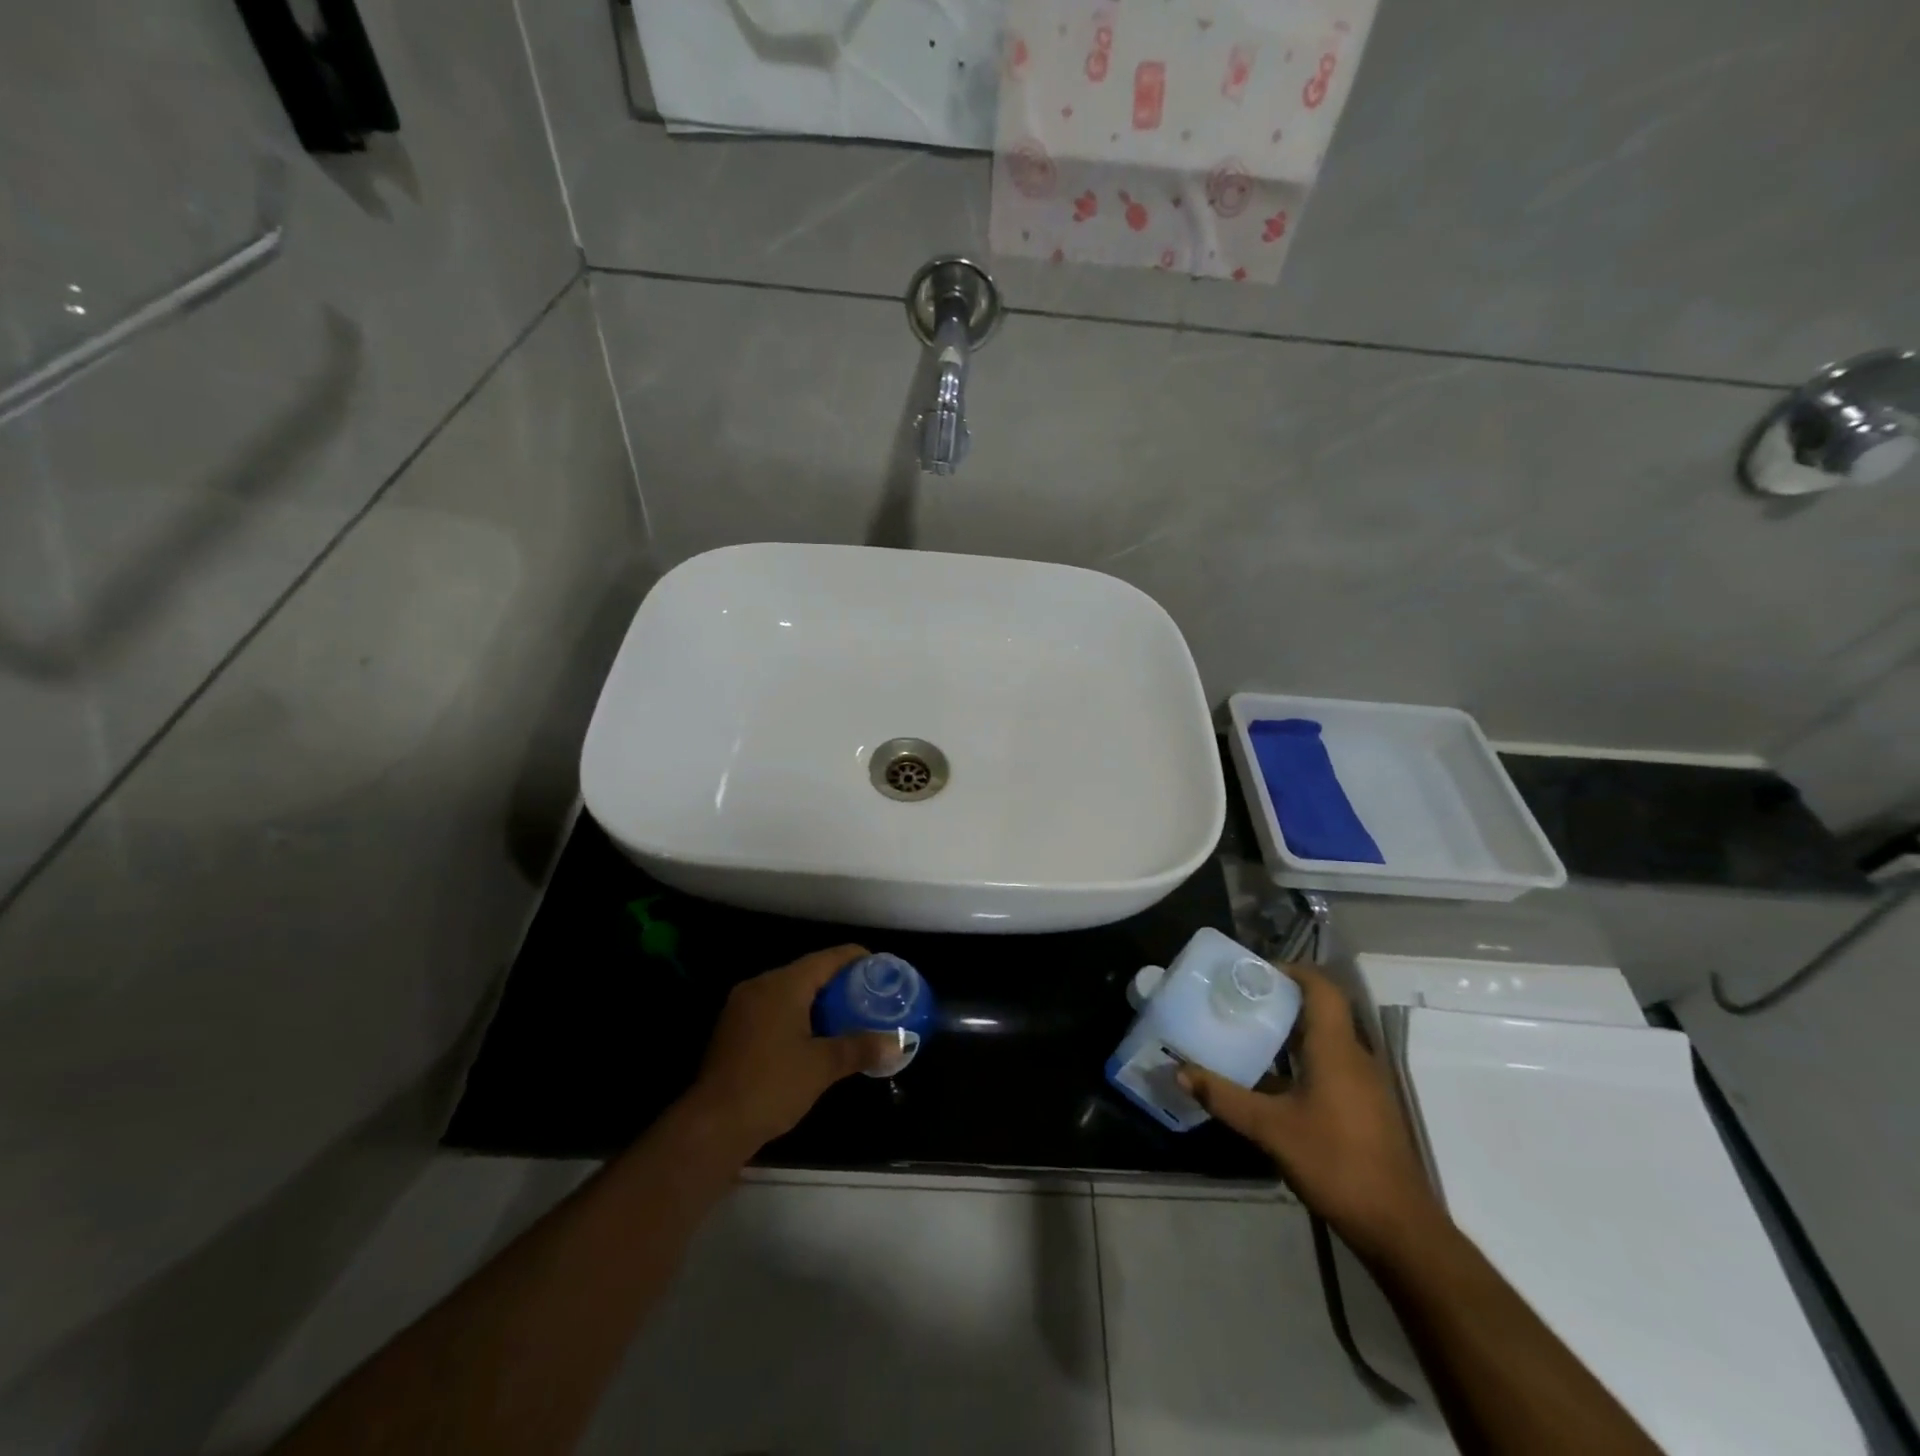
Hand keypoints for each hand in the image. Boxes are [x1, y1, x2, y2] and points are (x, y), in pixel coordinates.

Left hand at [686, 945, 895, 1155]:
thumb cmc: (772, 1085)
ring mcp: (742, 1006)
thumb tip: (899, 1044)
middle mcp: (760, 986)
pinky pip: (773, 1008)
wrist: (712, 1125)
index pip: (827, 958)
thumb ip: (861, 1048)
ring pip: (789, 990)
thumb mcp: (823, 1066)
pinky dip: (797, 1013)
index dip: (856, 958)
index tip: (880, 967)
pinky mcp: (733, 1029)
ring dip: (817, 999)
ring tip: (847, 1014)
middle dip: (839, 981)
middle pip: (808, 971)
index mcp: (783, 985)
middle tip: (868, 995)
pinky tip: (813, 1035)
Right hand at [1179, 963, 1445, 1265]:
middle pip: (1322, 1011)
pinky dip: (1302, 1060)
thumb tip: (1179, 1071)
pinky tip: (1272, 1082)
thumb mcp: (1270, 1129)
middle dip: (1282, 1000)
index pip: (1321, 988)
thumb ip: (1224, 1097)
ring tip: (1249, 1034)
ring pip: (1326, 1040)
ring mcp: (1365, 1084)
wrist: (1398, 1227)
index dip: (1292, 971)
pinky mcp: (1366, 1108)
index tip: (1254, 973)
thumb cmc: (1335, 1163)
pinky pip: (1332, 1065)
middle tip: (1241, 1001)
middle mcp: (1355, 1057)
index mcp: (1336, 1049)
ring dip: (1291, 1032)